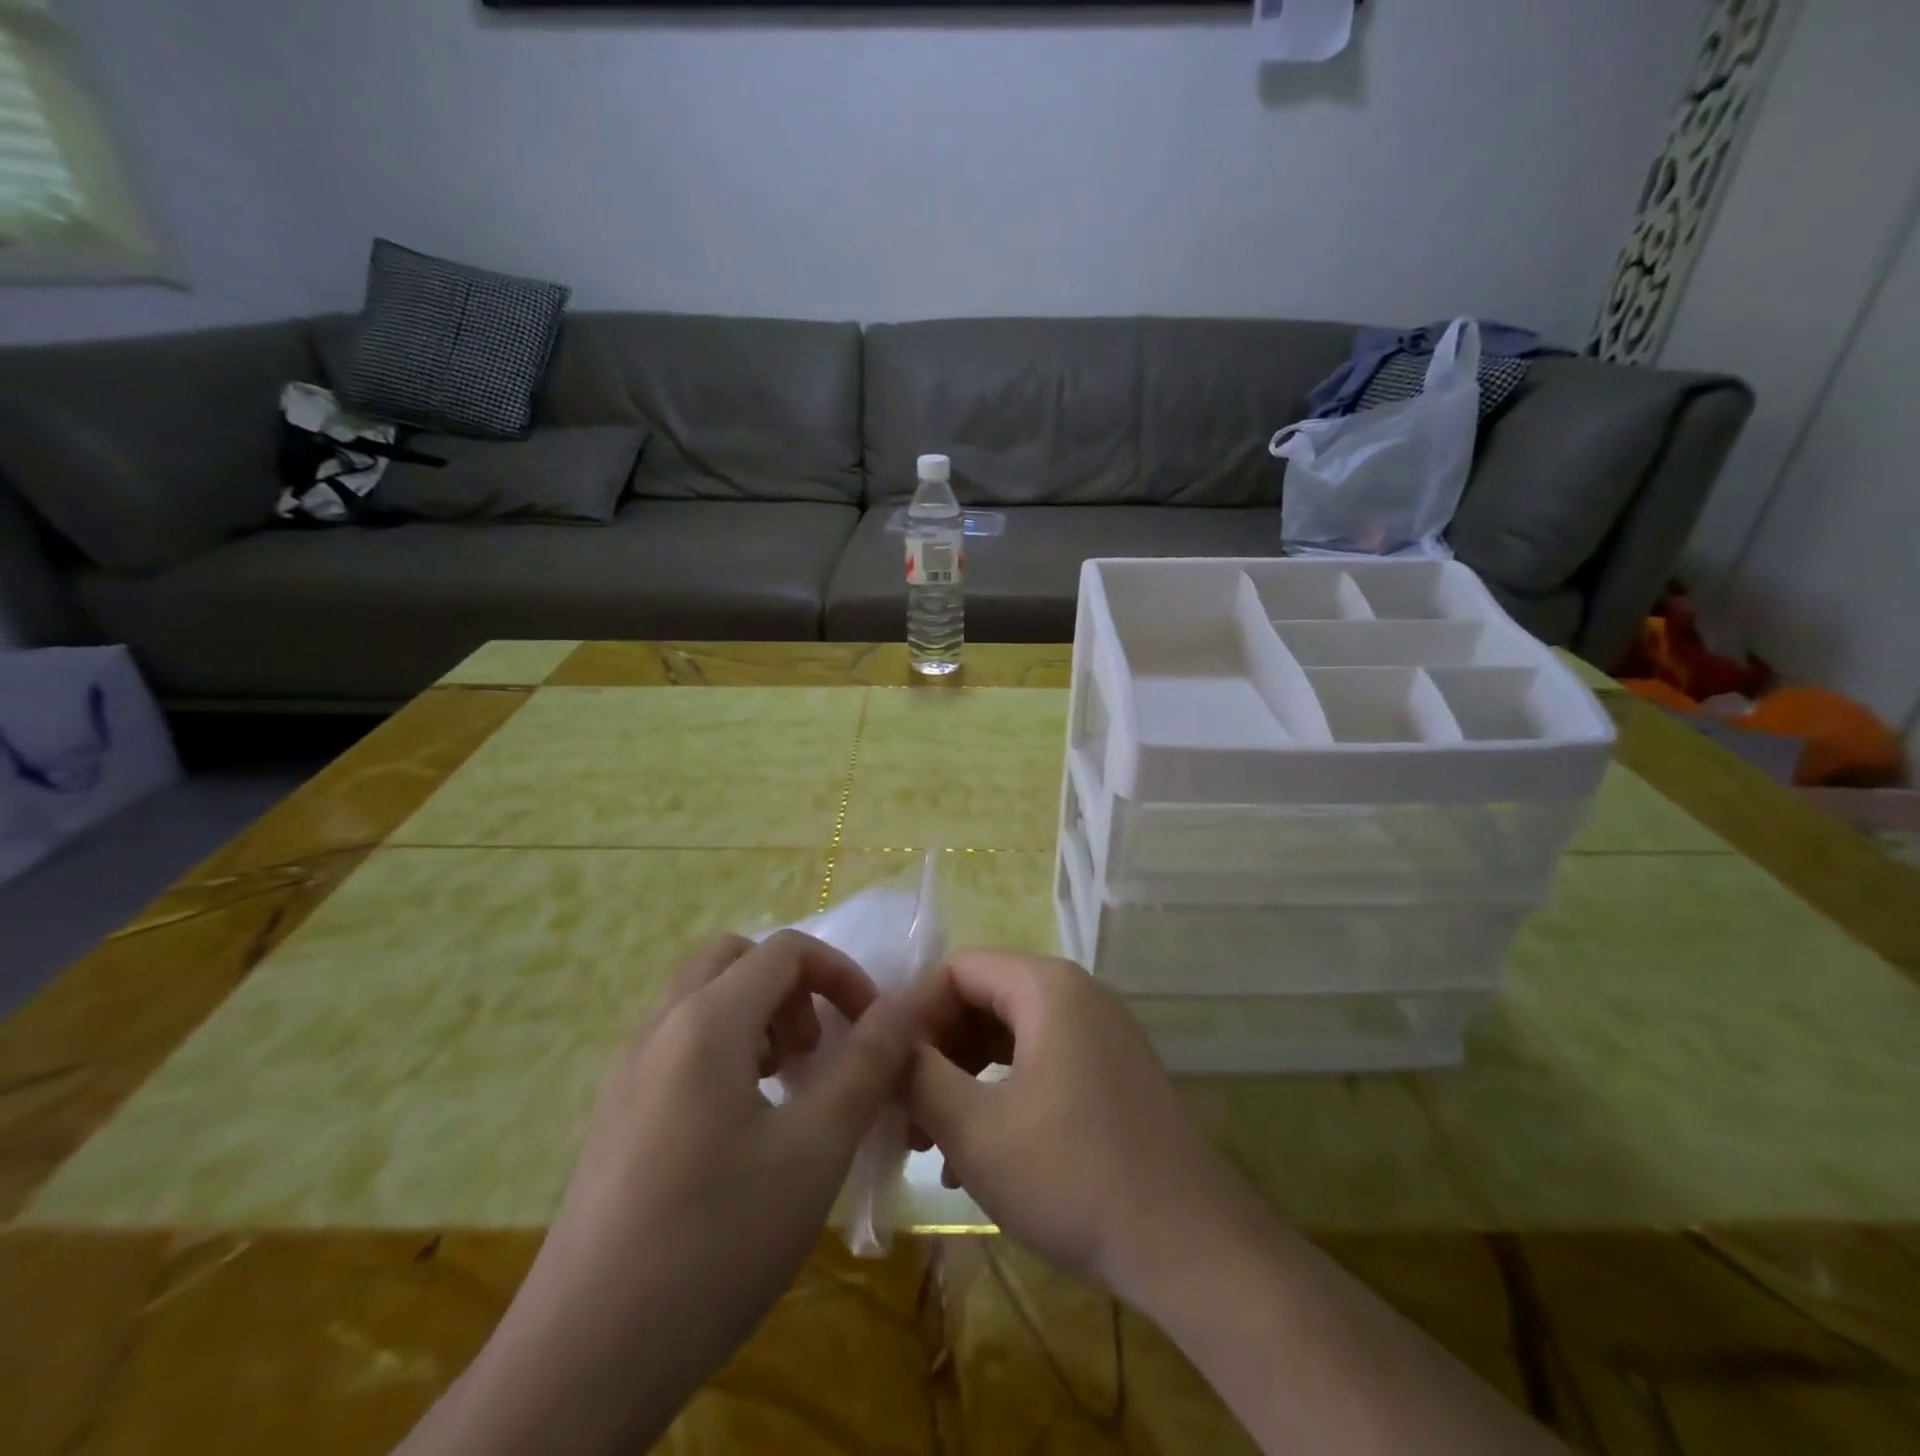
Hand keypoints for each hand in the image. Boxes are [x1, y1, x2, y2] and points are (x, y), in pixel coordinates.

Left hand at [405, 930, 916, 1455]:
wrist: (582, 1364)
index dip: (841, 974)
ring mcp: (627, 1069)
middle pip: (737, 958)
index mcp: (706, 1021)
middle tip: (818, 1050)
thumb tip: (904, 1005)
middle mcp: (659, 1026)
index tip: (872, 1029)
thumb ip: (867, 1064)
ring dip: (757, 1014)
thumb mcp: (815, 1150)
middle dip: (793, 987)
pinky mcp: (613, 1111)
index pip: (786, 949)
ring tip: (786, 1085)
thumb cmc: (715, 1243)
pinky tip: (740, 1123)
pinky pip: (677, 1040)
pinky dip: (723, 1046)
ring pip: (702, 997)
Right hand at [910, 950, 1244, 1305]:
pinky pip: (1040, 1062)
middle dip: (937, 1052)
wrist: (1190, 1246)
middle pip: (983, 999)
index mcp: (1046, 986)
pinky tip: (977, 1158)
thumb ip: (918, 1076)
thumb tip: (886, 1045)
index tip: (888, 1069)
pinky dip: (1001, 1095)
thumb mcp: (975, 1129)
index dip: (914, 1013)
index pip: (958, 970)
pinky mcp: (1111, 1072)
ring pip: (1009, 1036)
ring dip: (964, 1080)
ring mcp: (1100, 1033)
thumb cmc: (1072, 1175)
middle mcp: (1077, 994)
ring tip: (930, 1143)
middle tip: (904, 1111)